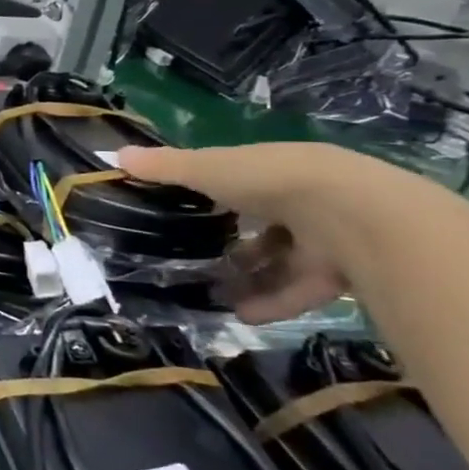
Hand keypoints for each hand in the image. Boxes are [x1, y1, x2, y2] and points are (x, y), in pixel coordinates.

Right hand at [120, 143, 366, 322]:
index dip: (217, 192)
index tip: (189, 209)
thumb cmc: (271, 181)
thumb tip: (115, 155)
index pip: (242, 180)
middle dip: (236, 242)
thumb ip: (166, 167)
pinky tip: (242, 314)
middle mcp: (304, 199)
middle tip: (200, 258)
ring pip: (283, 259)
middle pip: (265, 223)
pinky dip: (273, 302)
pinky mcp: (341, 273)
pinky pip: (301, 289)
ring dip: (251, 276)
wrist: (353, 216)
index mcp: (274, 169)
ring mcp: (326, 237)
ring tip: (215, 293)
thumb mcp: (209, 168)